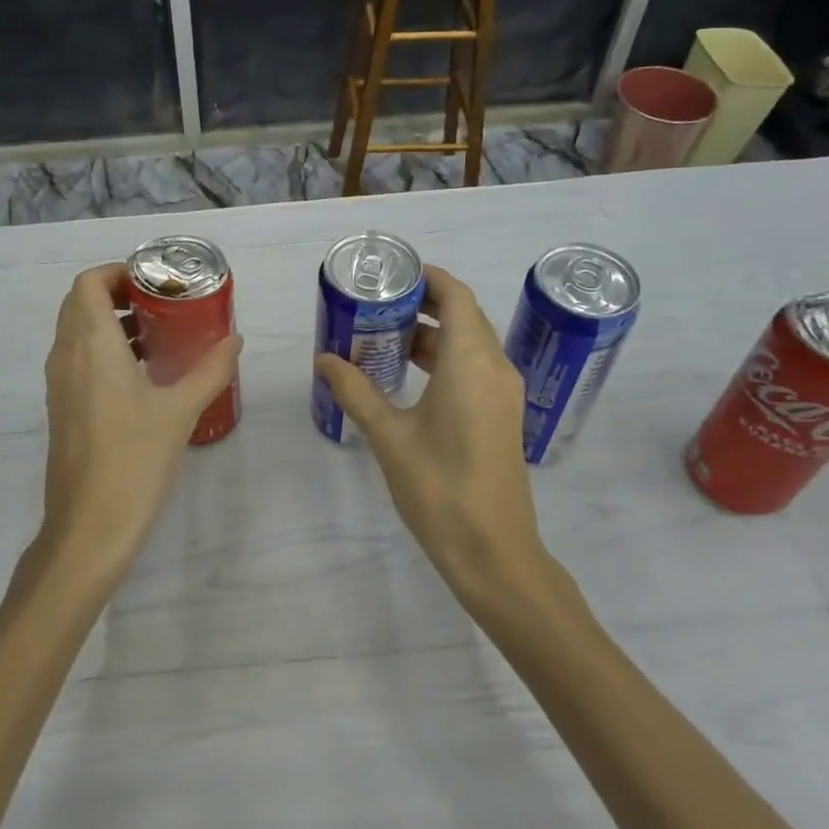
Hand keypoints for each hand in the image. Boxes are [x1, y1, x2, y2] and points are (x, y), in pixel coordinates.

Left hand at [38, 263, 242, 579]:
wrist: (87, 528)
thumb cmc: (134, 460)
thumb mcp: (181, 410)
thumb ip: (211, 369)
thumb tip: (235, 339)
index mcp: (90, 345)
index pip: (88, 283)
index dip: (118, 273)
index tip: (156, 283)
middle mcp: (66, 355)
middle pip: (81, 303)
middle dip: (119, 294)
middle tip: (163, 304)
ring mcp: (59, 383)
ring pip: (78, 331)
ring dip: (112, 322)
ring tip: (159, 335)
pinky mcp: (62, 408)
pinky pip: (78, 358)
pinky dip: (105, 349)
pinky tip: (144, 374)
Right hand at [316, 266, 558, 601]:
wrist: (494, 552)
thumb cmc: (439, 488)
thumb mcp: (389, 436)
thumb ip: (355, 391)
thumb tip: (324, 359)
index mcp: (471, 362)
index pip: (457, 296)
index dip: (428, 278)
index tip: (391, 275)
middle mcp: (495, 367)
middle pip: (464, 315)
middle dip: (423, 304)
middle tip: (377, 305)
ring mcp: (504, 392)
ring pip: (470, 342)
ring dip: (433, 333)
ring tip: (384, 336)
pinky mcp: (502, 414)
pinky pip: (475, 366)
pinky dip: (445, 357)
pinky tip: (409, 374)